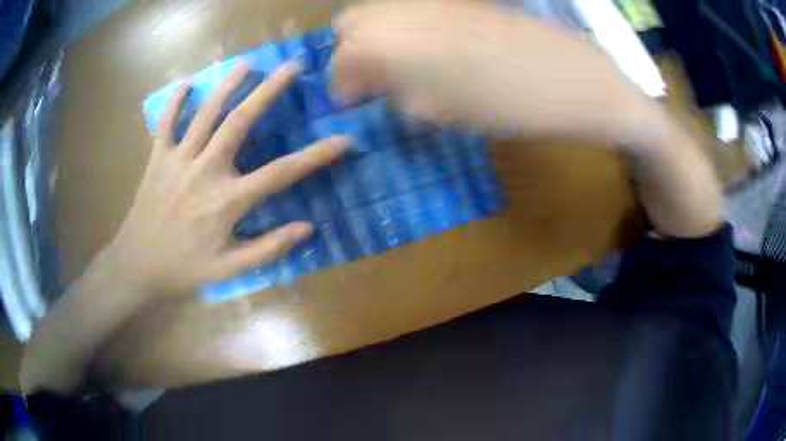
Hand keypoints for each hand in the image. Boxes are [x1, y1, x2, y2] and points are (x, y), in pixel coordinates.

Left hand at [109, 61, 350, 296]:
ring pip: (206, 114)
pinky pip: (166, 123)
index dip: (316, 155)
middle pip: (240, 122)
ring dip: (228, 85)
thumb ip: (269, 248)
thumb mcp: (230, 270)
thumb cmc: (185, 269)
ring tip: (247, 63)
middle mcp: (205, 171)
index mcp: (227, 201)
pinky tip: (187, 83)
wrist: (138, 267)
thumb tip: (307, 228)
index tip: (344, 139)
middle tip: (291, 66)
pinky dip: (175, 102)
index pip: (281, 173)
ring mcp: (178, 160)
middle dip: (269, 91)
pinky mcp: (157, 159)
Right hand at [332, 2, 650, 141]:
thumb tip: (374, 89)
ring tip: (401, 67)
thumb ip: (393, 96)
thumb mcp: (436, 112)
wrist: (567, 78)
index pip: (339, 65)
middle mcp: (395, 10)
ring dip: (377, 40)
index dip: (343, 89)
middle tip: (373, 81)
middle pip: (349, 27)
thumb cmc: (503, 105)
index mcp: (382, 44)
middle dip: (352, 55)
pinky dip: (405, 29)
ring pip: (378, 13)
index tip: (355, 106)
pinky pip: (410, 10)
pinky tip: (429, 49)